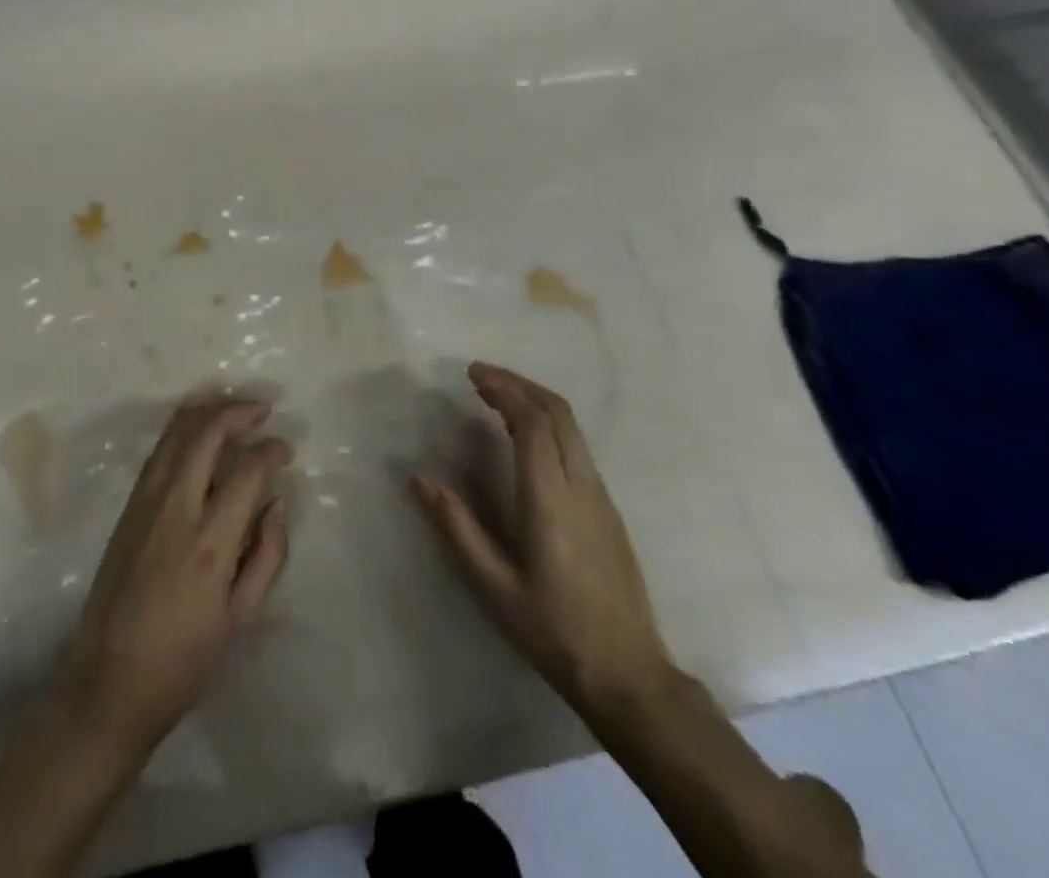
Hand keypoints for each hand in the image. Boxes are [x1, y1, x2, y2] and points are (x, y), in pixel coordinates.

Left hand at [57, 394, 292, 756]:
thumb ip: (266, 555)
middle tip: (262, 410)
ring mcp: (145, 504)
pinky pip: (158, 452)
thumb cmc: (183, 661)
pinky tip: (199, 433)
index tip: (285, 450)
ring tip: (234, 411)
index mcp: (210, 543)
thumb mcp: (240, 618)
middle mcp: (175, 510)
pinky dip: (182, 431)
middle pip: (205, 434)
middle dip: (238, 411)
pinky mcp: (127, 509)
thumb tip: (277, 503)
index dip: (271, 450)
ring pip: (175, 433)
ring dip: (207, 412)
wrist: (107, 684)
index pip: (246, 471)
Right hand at [413, 362, 674, 712]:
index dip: (503, 389)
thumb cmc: (553, 631)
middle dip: (519, 383)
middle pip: (557, 412)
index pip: (531, 422)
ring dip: (535, 399)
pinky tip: (525, 434)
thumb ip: (457, 527)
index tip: (472, 374)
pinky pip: (577, 445)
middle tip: (480, 375)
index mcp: (549, 499)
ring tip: (497, 395)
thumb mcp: (494, 586)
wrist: (628, 675)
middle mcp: (580, 485)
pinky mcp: (607, 508)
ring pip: (571, 426)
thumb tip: (419, 478)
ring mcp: (600, 496)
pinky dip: (548, 422)